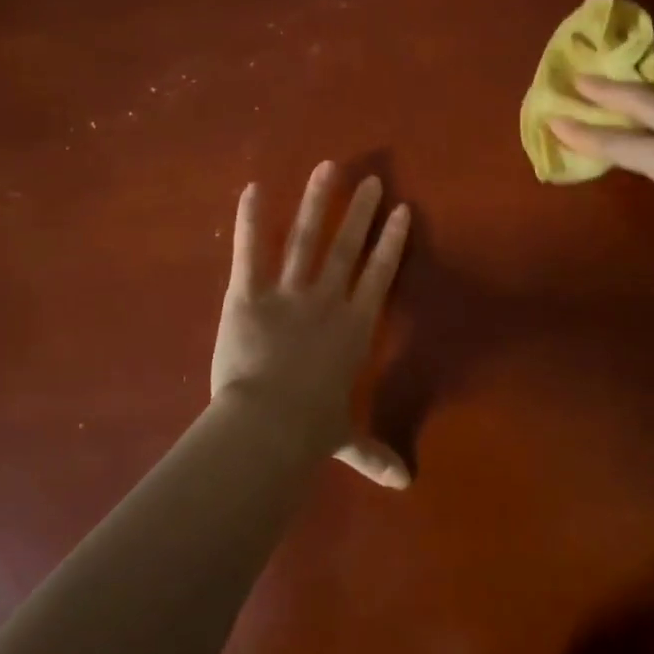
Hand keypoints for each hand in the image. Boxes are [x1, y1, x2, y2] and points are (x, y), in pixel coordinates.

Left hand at [211, 162, 413, 487]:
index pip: (379, 276)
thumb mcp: (344, 441)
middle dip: (360, 213)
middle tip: (370, 181)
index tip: (401, 211)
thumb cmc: (309, 433)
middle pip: (347, 248)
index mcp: (353, 329)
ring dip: (317, 202)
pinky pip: (251, 251)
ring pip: (306, 239)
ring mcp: (288, 294)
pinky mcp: (248, 295)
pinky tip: (253, 188)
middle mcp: (327, 302)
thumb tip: (405, 484)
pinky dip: (251, 219)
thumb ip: (373, 454)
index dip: (391, 243)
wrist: (266, 427)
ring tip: (327, 169)